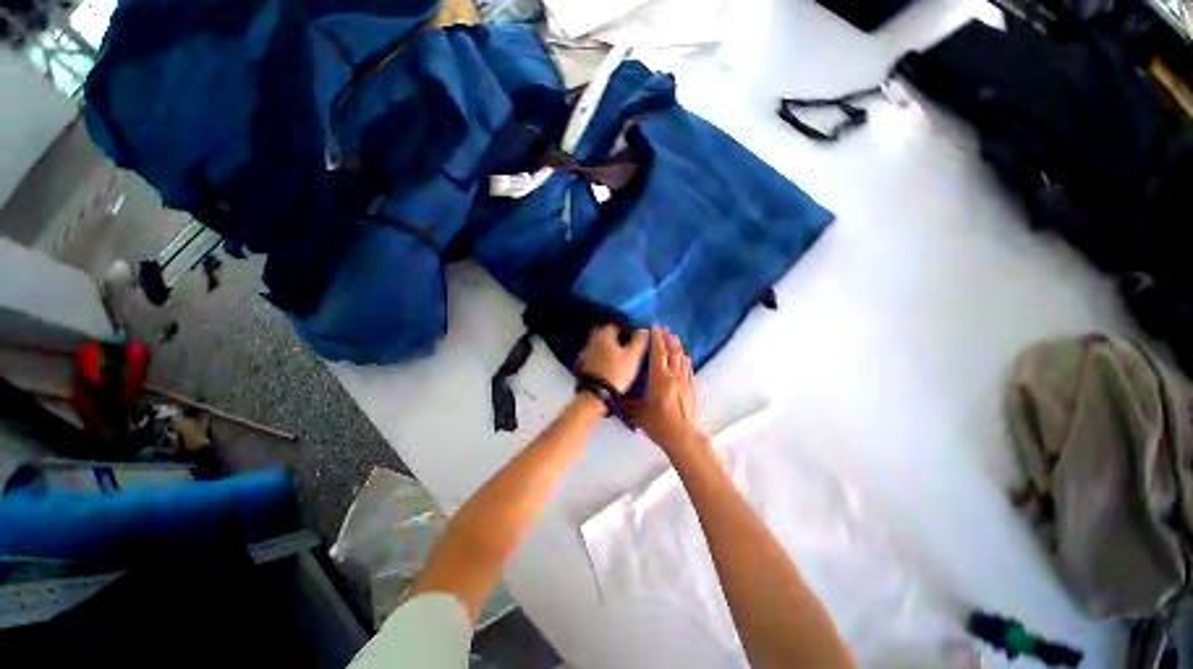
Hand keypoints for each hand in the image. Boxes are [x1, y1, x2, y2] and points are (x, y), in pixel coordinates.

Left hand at [575, 325, 647, 393]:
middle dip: (615, 338)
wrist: (595, 393)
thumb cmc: (617, 371)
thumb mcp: (633, 356)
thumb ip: (639, 341)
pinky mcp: (582, 364)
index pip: (616, 325)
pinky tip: (607, 366)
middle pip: (605, 334)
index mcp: (604, 333)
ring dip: (606, 348)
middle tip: (625, 348)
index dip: (626, 331)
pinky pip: (593, 356)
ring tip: (617, 357)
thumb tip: (643, 329)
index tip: (634, 339)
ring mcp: (585, 352)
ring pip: (598, 345)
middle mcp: (592, 339)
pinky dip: (600, 358)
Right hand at [632, 328, 706, 455]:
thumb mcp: (639, 414)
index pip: (658, 353)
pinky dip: (686, 360)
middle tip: (665, 329)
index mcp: (659, 378)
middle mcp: (673, 375)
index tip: (655, 328)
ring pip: (682, 358)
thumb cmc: (660, 425)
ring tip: (674, 338)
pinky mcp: (693, 389)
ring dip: (678, 347)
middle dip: (668, 339)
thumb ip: (630, 403)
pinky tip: (685, 357)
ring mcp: (685, 381)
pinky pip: (689, 369)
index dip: (656, 339)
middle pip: (672, 352)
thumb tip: (618, 398)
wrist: (685, 438)